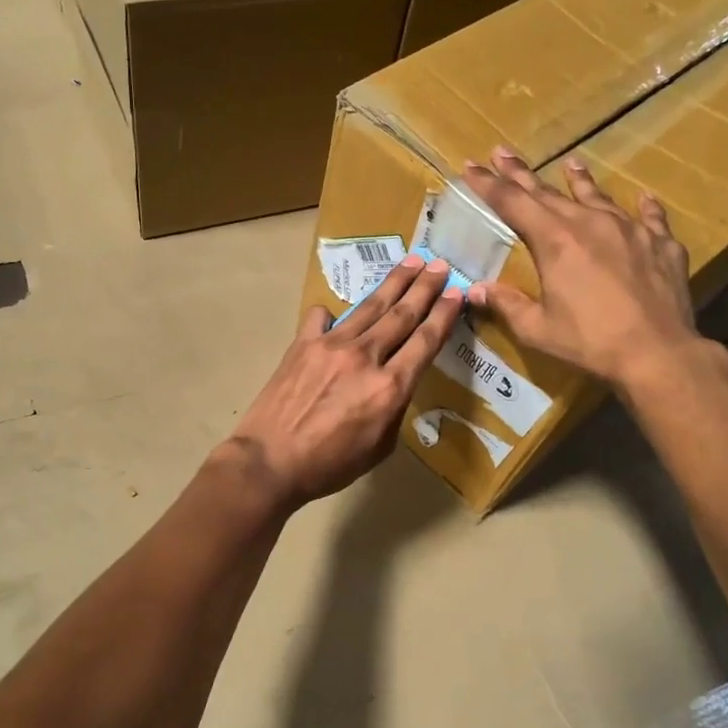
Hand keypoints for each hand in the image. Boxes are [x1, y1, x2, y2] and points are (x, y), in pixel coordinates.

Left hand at [221, 255, 463, 509]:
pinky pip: (321, 318)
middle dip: (424, 287)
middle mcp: (365, 357)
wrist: (269, 461)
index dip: (444, 314)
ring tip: (410, 262)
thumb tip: (393, 382)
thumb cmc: (329, 465)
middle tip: (439, 264)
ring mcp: (331, 345)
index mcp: (390, 387)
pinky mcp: (302, 344)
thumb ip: (394, 408)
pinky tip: (335, 310)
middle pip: (402, 314)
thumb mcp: (379, 448)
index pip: (425, 341)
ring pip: (369, 307)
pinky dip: (332, 313)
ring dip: (393, 283)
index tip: (457, 292)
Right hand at [462, 147, 720, 400]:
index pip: (513, 203)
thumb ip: (506, 304)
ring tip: (570, 161)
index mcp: (555, 241)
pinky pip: (649, 217)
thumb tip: (475, 290)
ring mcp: (630, 229)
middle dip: (521, 173)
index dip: (488, 184)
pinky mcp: (661, 244)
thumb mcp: (537, 328)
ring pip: (598, 196)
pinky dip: (643, 207)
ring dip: (580, 180)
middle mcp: (590, 223)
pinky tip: (643, 198)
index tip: (471, 165)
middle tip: (502, 152)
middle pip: (549, 192)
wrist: (657, 353)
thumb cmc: (589, 342)